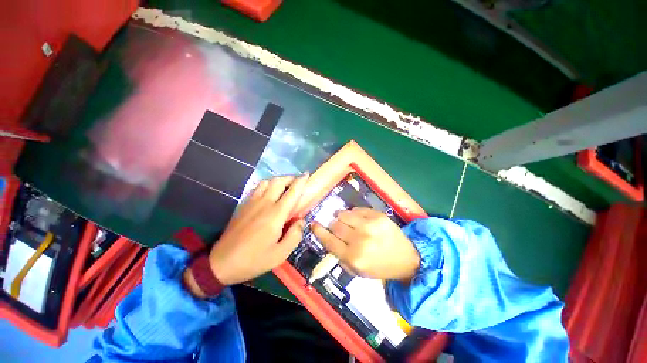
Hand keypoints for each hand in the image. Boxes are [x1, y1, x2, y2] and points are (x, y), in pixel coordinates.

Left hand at [185, 175, 307, 296]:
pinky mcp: (243, 205)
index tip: (307, 175)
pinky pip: (257, 188)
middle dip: (290, 178)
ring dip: (278, 180)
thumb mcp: (280, 254)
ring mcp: (251, 203)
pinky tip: (269, 193)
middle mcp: (264, 204)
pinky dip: (267, 185)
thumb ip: (295, 235)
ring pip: (266, 182)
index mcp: (275, 214)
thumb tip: (301, 221)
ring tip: (285, 186)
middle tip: (297, 181)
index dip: (300, 181)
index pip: (291, 192)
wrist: (221, 263)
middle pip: (278, 181)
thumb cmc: (254, 260)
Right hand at [312, 207, 419, 282]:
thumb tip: (328, 238)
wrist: (406, 258)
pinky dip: (354, 213)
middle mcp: (359, 240)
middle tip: (337, 227)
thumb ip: (340, 256)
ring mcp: (369, 226)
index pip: (329, 240)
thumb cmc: (379, 267)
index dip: (319, 231)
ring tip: (347, 221)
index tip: (313, 224)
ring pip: (344, 214)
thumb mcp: (357, 270)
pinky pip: (357, 209)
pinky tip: (359, 219)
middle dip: (333, 225)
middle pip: (335, 225)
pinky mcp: (378, 216)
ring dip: (342, 217)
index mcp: (353, 257)